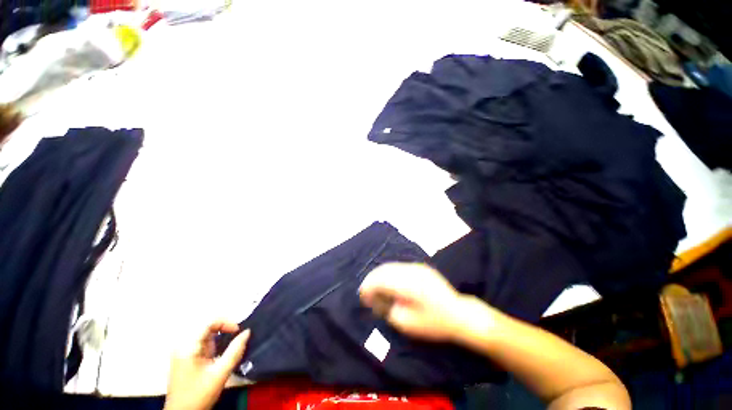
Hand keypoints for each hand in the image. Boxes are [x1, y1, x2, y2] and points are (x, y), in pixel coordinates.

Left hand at [164, 321, 249, 409]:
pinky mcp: (185, 359)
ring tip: (231, 343)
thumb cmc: (200, 394)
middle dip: (223, 328)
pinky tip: (219, 352)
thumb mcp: (220, 373)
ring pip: (204, 335)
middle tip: (236, 335)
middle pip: (206, 327)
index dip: (226, 322)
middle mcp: (183, 346)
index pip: (208, 323)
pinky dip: (214, 343)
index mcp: (188, 347)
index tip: (238, 331)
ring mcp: (182, 353)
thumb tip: (247, 332)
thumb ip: (235, 351)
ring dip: (219, 336)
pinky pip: (202, 343)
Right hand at [359, 262, 471, 341]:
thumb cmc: (434, 323)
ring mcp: (417, 267)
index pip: (380, 279)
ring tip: (375, 287)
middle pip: (384, 269)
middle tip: (366, 292)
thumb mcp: (407, 323)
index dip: (368, 286)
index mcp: (408, 284)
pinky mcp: (420, 267)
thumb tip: (376, 298)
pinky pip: (399, 267)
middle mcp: (411, 270)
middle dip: (372, 279)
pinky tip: (389, 283)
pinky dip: (390, 273)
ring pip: (391, 266)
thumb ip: (388, 308)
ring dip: (380, 275)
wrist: (459, 314)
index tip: (363, 297)